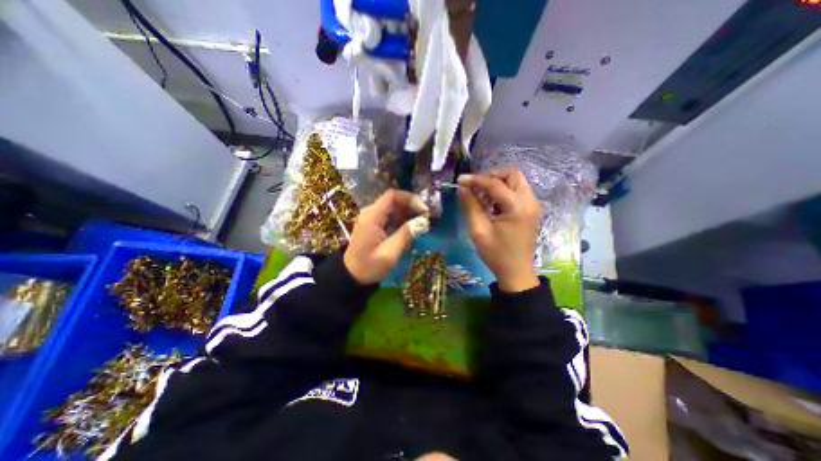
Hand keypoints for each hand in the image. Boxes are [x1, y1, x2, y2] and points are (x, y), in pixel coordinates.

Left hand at [343, 189, 429, 283]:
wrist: (352, 276)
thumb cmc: (369, 266)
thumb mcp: (389, 253)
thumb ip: (406, 235)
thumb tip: (424, 221)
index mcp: (372, 216)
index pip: (392, 196)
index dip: (410, 199)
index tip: (424, 210)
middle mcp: (371, 213)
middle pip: (394, 201)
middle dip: (412, 207)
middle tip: (426, 218)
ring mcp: (373, 218)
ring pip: (394, 209)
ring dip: (409, 214)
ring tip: (423, 224)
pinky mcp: (375, 225)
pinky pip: (391, 217)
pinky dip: (403, 221)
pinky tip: (412, 229)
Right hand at [459, 170, 542, 290]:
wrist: (516, 272)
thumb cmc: (496, 254)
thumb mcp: (478, 231)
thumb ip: (470, 206)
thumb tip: (462, 188)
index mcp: (517, 207)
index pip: (495, 184)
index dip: (476, 180)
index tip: (460, 179)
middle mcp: (529, 201)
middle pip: (513, 174)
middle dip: (492, 176)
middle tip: (476, 186)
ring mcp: (532, 205)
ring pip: (516, 181)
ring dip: (498, 183)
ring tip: (482, 195)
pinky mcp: (530, 210)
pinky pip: (518, 191)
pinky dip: (504, 191)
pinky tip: (492, 203)